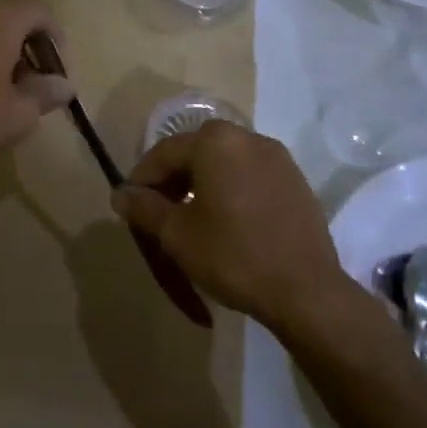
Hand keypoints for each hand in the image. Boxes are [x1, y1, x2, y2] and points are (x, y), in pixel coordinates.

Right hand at [111, 122, 353, 331]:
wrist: (305, 290)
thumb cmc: (233, 255)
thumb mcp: (177, 234)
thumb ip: (145, 208)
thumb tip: (120, 194)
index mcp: (215, 141)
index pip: (165, 152)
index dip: (142, 179)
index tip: (130, 206)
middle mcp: (247, 137)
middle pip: (196, 152)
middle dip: (173, 179)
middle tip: (159, 213)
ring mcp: (277, 157)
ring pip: (225, 162)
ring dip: (202, 183)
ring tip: (191, 218)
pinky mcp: (295, 180)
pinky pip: (250, 175)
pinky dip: (231, 189)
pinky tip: (228, 221)